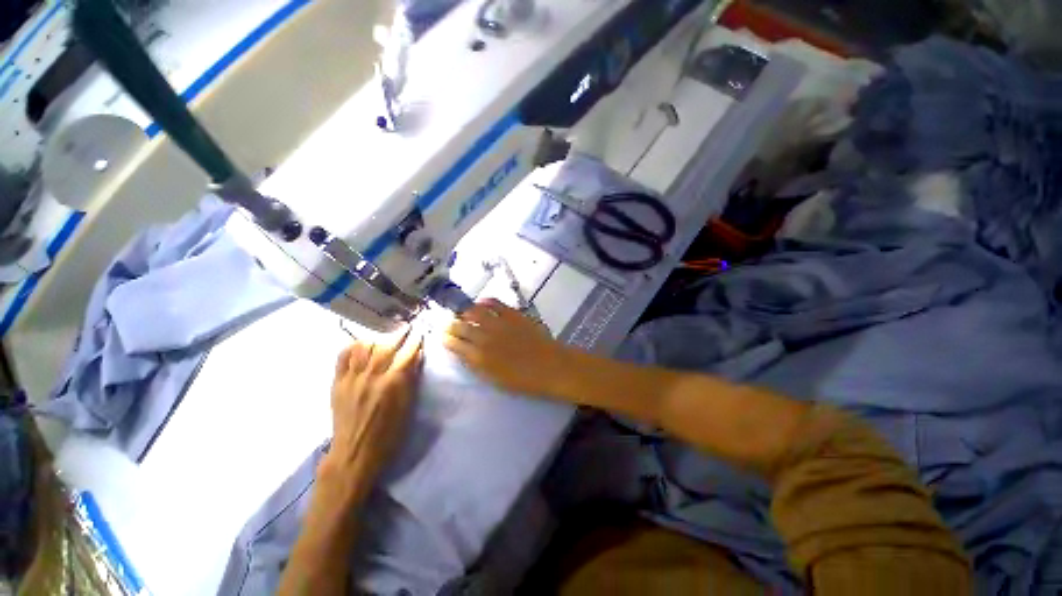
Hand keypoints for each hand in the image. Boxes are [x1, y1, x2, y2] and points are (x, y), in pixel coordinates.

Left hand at [326, 329, 423, 477]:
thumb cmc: (388, 435)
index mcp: (393, 384)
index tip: (421, 331)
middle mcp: (372, 377)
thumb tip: (416, 357)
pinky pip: (342, 357)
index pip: (407, 354)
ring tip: (385, 337)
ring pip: (364, 347)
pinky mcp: (337, 383)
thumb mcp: (408, 408)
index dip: (415, 341)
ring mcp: (352, 379)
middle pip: (387, 346)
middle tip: (407, 327)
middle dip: (399, 334)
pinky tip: (361, 345)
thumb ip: (411, 380)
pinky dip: (353, 347)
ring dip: (377, 338)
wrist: (354, 454)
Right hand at [444, 299, 572, 395]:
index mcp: (479, 358)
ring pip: (474, 311)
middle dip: (451, 324)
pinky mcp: (512, 314)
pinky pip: (494, 303)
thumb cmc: (524, 380)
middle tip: (450, 324)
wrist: (551, 366)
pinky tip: (482, 304)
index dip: (446, 339)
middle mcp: (485, 338)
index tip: (443, 336)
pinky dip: (485, 302)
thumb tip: (465, 353)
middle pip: (460, 326)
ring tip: (465, 314)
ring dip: (466, 312)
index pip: (454, 344)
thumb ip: (477, 365)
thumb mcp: (495, 380)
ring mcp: (499, 323)